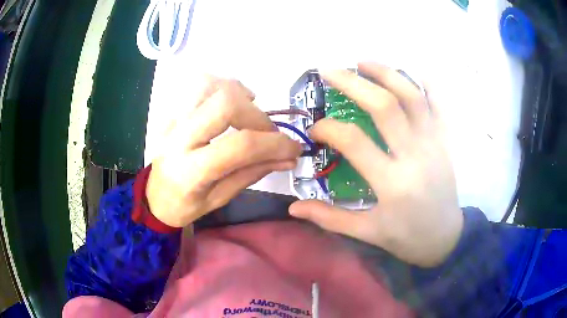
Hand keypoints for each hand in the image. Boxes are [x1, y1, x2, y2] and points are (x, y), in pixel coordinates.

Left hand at [147, 77, 301, 227]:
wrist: (153, 197)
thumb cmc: (185, 206)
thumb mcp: (220, 198)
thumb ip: (253, 173)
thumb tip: (288, 158)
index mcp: (190, 171)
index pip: (239, 146)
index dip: (274, 144)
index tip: (293, 148)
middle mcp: (179, 138)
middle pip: (225, 103)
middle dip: (257, 115)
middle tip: (267, 132)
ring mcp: (173, 120)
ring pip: (210, 84)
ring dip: (239, 93)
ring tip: (250, 111)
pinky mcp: (172, 111)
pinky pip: (199, 84)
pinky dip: (223, 86)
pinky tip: (231, 103)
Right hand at [289, 63, 462, 266]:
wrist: (446, 238)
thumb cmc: (406, 237)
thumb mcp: (367, 232)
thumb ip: (330, 217)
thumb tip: (293, 206)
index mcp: (392, 183)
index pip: (353, 140)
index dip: (328, 128)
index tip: (316, 129)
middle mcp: (415, 156)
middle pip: (384, 105)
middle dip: (352, 83)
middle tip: (329, 71)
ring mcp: (434, 144)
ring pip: (412, 96)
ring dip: (386, 73)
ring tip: (363, 63)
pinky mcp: (446, 141)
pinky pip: (438, 104)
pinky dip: (425, 83)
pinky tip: (409, 71)